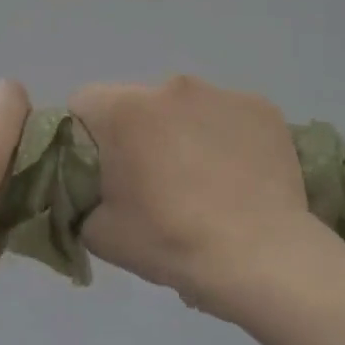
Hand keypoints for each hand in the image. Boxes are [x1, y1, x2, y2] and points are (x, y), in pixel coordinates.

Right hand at [69, 75, 314, 318]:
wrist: (259, 257)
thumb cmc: (170, 241)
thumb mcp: (99, 233)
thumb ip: (82, 199)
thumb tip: (93, 191)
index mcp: (124, 111)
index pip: (83, 103)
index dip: (84, 136)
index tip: (101, 170)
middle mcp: (170, 87)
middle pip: (137, 103)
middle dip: (137, 133)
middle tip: (151, 181)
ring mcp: (222, 94)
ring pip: (185, 107)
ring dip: (182, 132)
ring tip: (201, 181)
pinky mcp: (261, 108)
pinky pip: (228, 117)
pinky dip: (224, 138)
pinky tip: (236, 176)